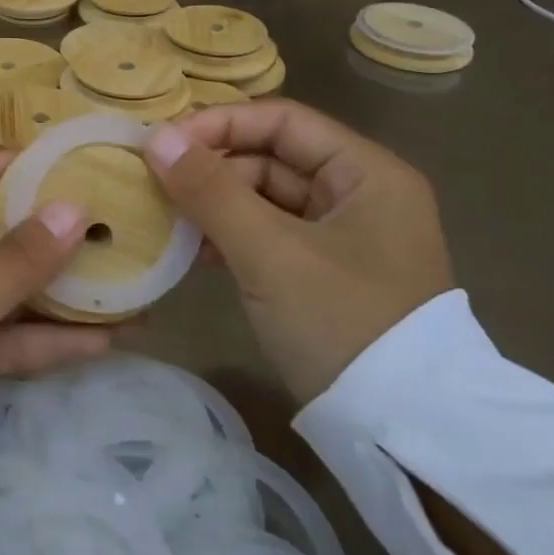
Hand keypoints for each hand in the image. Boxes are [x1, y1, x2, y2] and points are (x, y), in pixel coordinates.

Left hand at [0, 150, 110, 418]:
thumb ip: (19, 260)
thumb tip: (77, 208)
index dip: (40, 171)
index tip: (99, 172)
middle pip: (3, 230)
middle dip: (63, 237)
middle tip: (129, 233)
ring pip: (8, 284)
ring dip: (63, 292)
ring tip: (132, 287)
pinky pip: (3, 330)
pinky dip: (45, 337)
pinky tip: (106, 340)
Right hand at [144, 100, 453, 403]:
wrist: (399, 434)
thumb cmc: (340, 322)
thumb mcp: (270, 252)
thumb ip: (210, 190)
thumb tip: (155, 137)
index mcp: (366, 173)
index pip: (283, 120)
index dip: (221, 124)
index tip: (163, 143)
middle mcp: (360, 194)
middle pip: (273, 158)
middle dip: (213, 168)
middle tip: (155, 183)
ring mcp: (343, 237)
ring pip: (266, 199)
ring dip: (216, 204)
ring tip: (166, 217)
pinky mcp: (325, 273)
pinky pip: (269, 236)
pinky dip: (232, 237)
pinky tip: (194, 251)